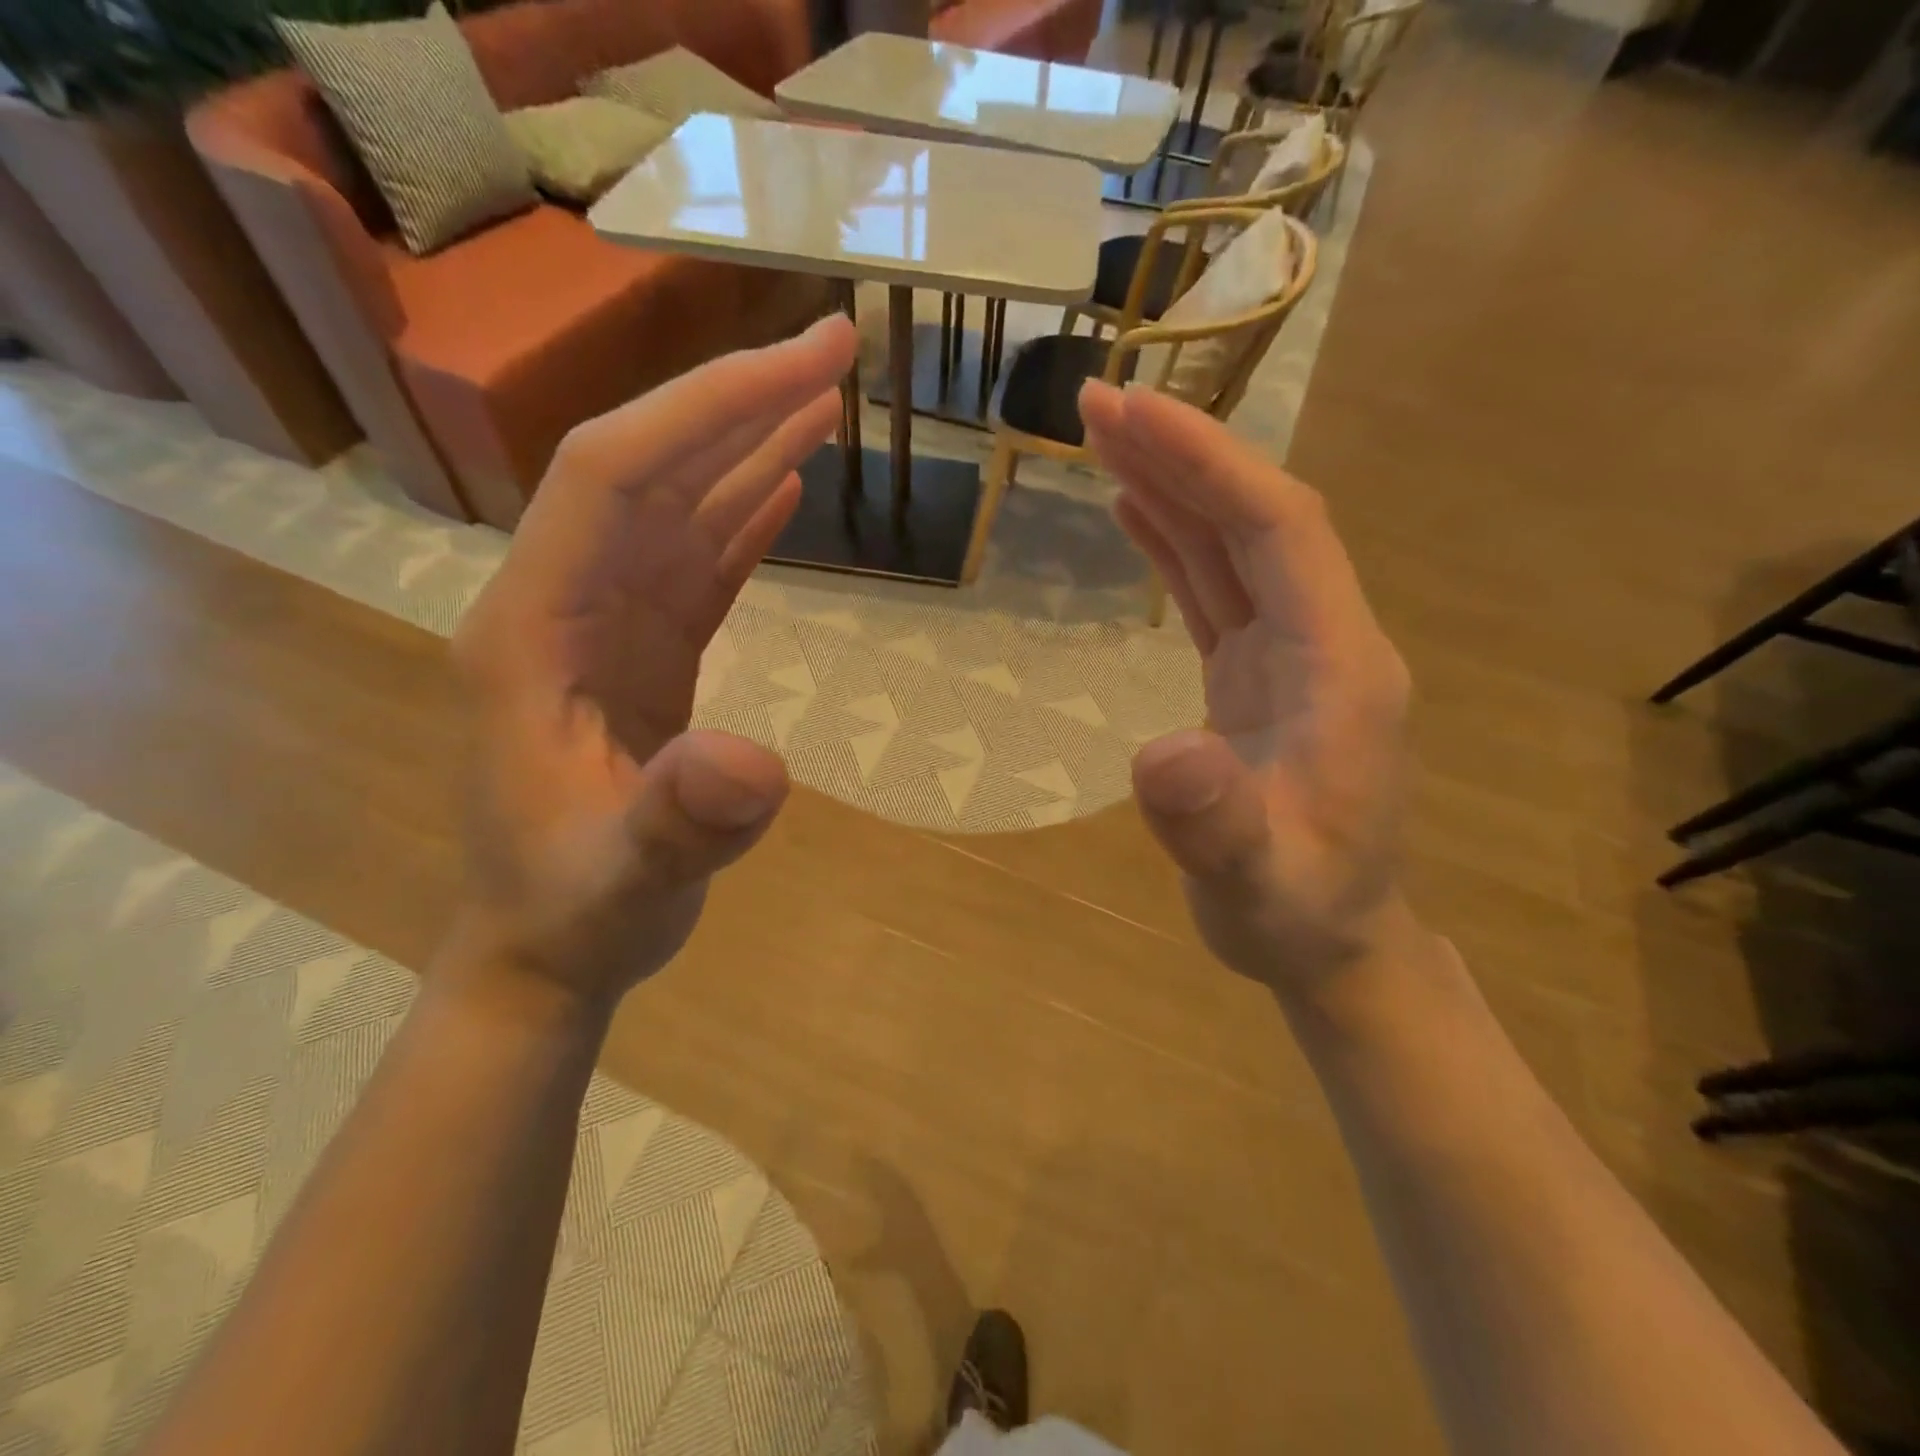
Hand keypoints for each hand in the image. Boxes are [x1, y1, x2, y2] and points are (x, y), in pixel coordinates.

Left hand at [448, 315, 857, 1007]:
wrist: (549, 949)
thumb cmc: (574, 914)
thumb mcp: (621, 881)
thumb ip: (677, 823)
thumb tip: (753, 762)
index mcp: (533, 627)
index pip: (613, 476)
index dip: (704, 411)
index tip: (802, 365)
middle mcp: (562, 603)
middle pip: (649, 468)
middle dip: (740, 401)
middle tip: (838, 348)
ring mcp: (604, 627)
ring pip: (678, 508)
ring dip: (748, 448)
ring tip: (824, 398)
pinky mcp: (641, 656)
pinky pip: (695, 566)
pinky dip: (741, 519)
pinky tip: (783, 487)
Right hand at [1079, 379, 1414, 998]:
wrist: (1331, 941)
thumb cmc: (1298, 915)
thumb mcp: (1256, 886)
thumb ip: (1217, 827)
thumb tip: (1162, 754)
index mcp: (1339, 667)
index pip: (1277, 531)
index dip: (1208, 465)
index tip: (1132, 413)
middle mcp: (1323, 641)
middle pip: (1255, 520)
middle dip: (1182, 454)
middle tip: (1095, 405)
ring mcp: (1291, 655)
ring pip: (1234, 546)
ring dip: (1174, 487)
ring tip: (1104, 437)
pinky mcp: (1257, 675)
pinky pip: (1217, 589)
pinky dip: (1176, 542)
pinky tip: (1137, 513)